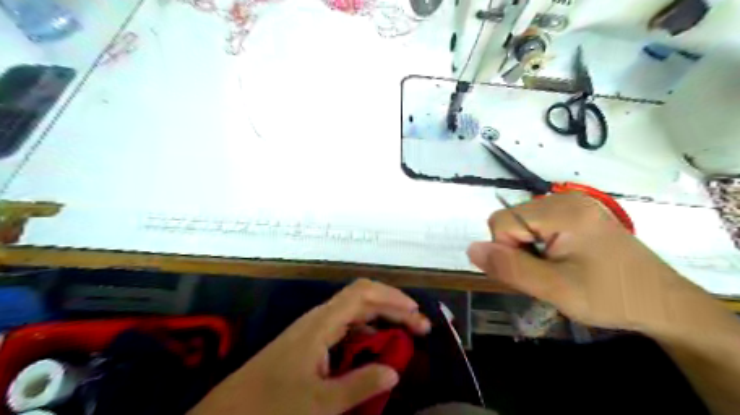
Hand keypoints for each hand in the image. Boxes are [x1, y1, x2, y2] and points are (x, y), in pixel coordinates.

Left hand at [188, 278, 430, 413]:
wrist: (229, 411)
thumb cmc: (272, 404)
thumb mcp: (320, 403)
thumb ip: (360, 385)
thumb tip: (394, 371)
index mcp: (323, 322)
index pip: (363, 294)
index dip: (393, 298)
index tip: (417, 313)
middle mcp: (321, 317)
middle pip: (363, 298)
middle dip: (394, 307)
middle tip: (420, 326)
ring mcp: (315, 328)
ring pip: (355, 312)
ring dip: (382, 319)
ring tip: (405, 334)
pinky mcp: (311, 340)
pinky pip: (346, 328)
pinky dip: (367, 333)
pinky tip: (377, 348)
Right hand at [465, 192, 726, 333]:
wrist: (663, 304)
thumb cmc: (610, 297)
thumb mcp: (554, 289)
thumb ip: (509, 267)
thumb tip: (471, 248)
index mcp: (562, 211)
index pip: (502, 222)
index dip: (506, 251)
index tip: (534, 273)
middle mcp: (566, 199)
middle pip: (512, 220)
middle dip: (518, 250)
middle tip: (547, 275)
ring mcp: (574, 205)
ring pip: (523, 224)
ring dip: (528, 249)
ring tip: (556, 270)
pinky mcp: (579, 214)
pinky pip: (539, 225)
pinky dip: (540, 245)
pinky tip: (562, 261)